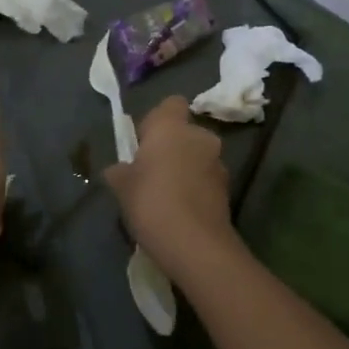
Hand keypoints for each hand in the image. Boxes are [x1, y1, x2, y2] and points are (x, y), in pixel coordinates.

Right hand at [104, 96, 243, 284]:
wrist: (195, 244)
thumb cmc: (152, 202)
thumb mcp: (122, 186)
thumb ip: (119, 171)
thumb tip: (120, 169)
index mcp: (172, 126)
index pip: (170, 104)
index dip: (156, 120)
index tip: (143, 142)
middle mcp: (200, 136)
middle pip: (184, 132)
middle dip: (171, 147)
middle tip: (151, 172)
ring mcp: (218, 162)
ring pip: (197, 156)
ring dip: (185, 168)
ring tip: (166, 197)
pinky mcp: (228, 188)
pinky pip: (206, 179)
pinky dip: (196, 188)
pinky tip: (181, 211)